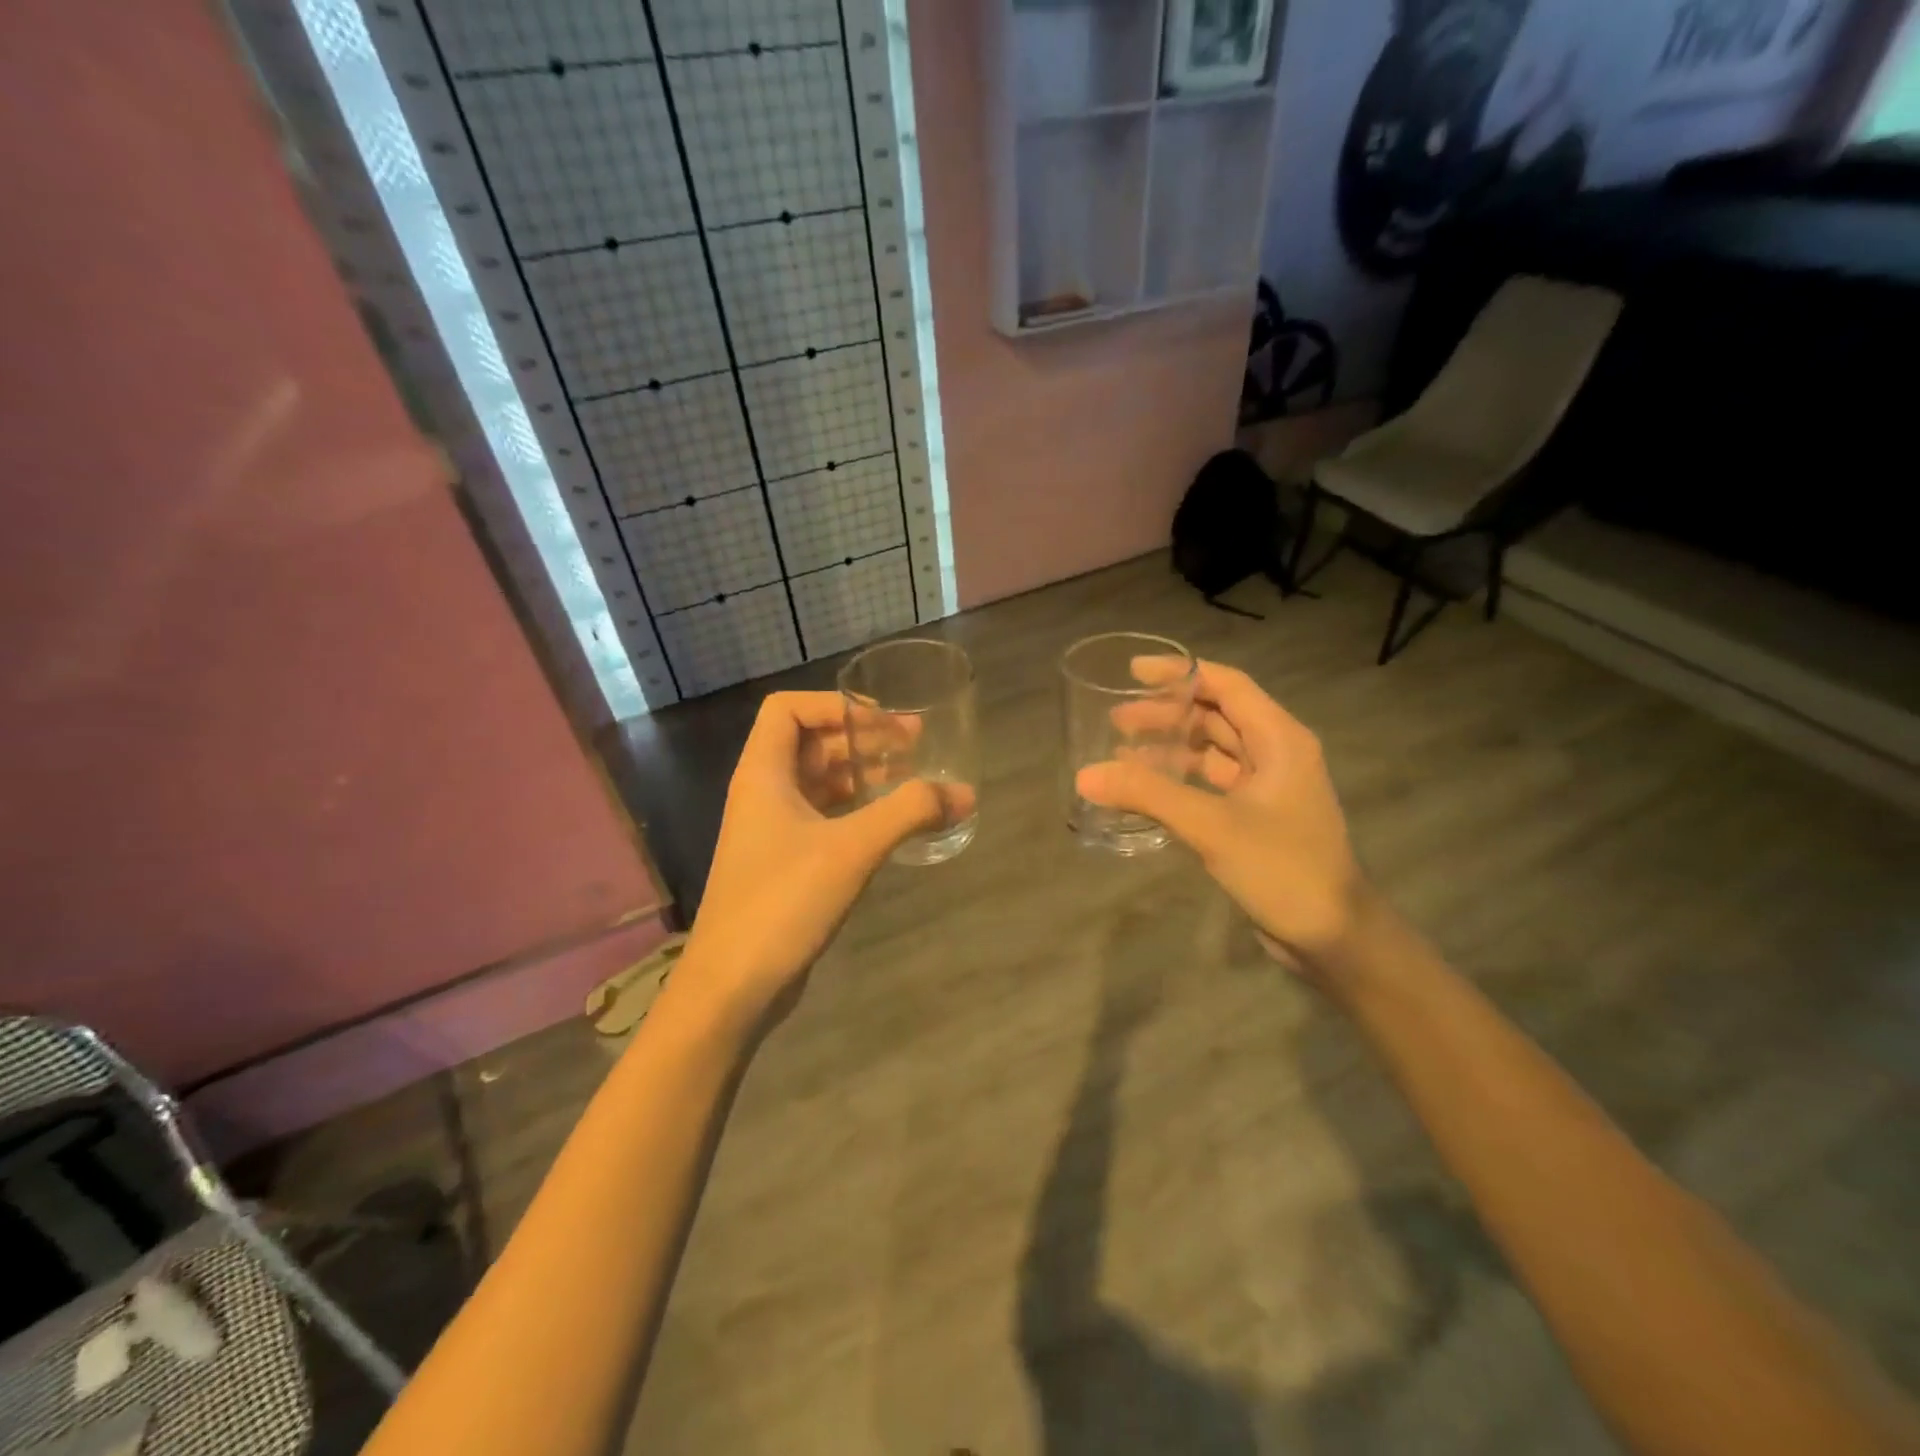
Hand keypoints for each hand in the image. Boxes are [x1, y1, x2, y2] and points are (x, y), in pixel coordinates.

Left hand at [680, 691, 969, 1033]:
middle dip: (862, 737)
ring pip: (819, 782)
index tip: (883, 719)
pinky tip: (891, 823)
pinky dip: (857, 810)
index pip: (788, 709)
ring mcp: (771, 831)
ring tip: (912, 777)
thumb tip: (965, 794)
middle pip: (810, 743)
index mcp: (763, 774)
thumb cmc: (783, 901)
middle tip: (916, 743)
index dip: (835, 704)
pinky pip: (824, 818)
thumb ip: (909, 813)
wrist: (733, 985)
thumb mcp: (852, 848)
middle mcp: (763, 793)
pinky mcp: (784, 864)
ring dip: (863, 774)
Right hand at [1076, 661, 1369, 977]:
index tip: (1134, 673)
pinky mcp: (1257, 815)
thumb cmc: (1282, 868)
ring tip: (1122, 749)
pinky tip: (1147, 787)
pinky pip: (1213, 782)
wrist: (1332, 936)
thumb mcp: (1211, 826)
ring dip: (1172, 746)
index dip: (1180, 674)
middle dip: (1168, 713)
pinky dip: (1181, 778)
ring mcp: (1268, 786)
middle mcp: (1277, 752)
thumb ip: (1148, 795)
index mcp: (1280, 739)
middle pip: (1217, 715)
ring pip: (1214, 750)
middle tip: (1117, 719)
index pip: (1227, 685)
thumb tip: (1086, 775)